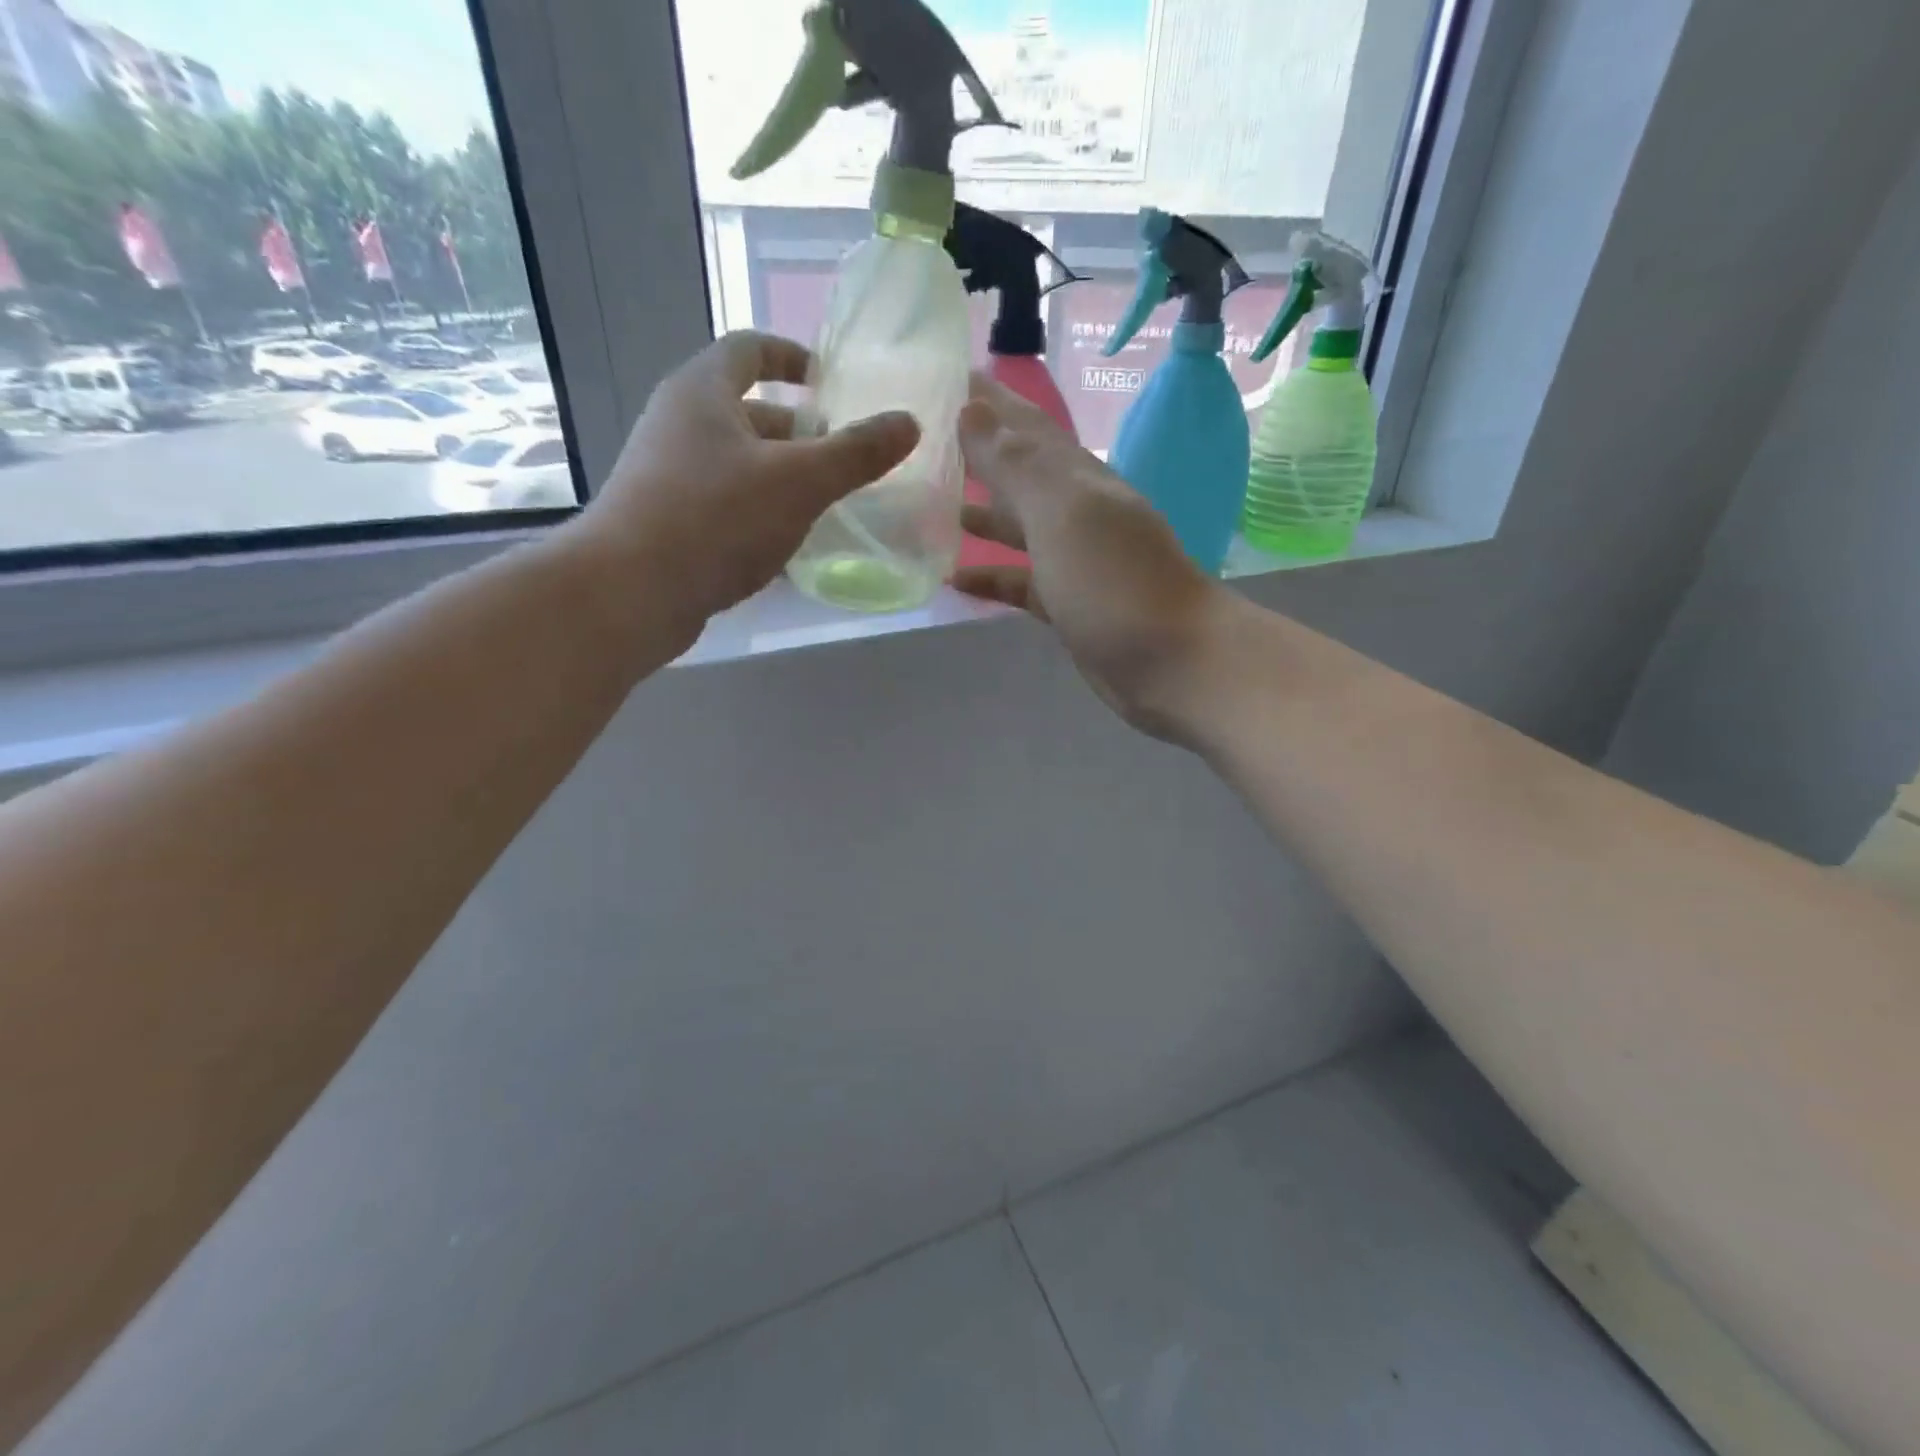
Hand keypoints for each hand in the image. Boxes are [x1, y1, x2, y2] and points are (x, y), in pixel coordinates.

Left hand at [571, 331, 918, 640]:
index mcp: (703, 391)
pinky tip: (786, 543)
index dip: (792, 357)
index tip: (828, 381)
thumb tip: (909, 422)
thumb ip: (857, 453)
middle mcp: (678, 422)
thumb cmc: (717, 518)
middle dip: (797, 431)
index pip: (750, 349)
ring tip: (824, 503)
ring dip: (780, 476)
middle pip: (746, 410)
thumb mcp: (800, 482)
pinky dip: (758, 511)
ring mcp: (667, 473)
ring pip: (737, 462)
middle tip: (841, 456)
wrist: (631, 591)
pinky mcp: (666, 520)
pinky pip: (723, 502)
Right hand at [954, 375, 1235, 743]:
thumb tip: (971, 409)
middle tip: (926, 437)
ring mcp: (1073, 561)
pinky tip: (954, 577)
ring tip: (929, 502)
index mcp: (1076, 478)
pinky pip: (1020, 582)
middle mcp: (1076, 511)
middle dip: (978, 451)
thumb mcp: (1063, 513)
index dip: (990, 400)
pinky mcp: (1067, 605)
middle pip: (1019, 472)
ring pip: (1018, 527)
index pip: (1025, 426)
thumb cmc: (1115, 582)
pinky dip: (990, 576)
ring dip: (980, 512)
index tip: (947, 374)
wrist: (1173, 662)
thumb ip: (1016, 465)